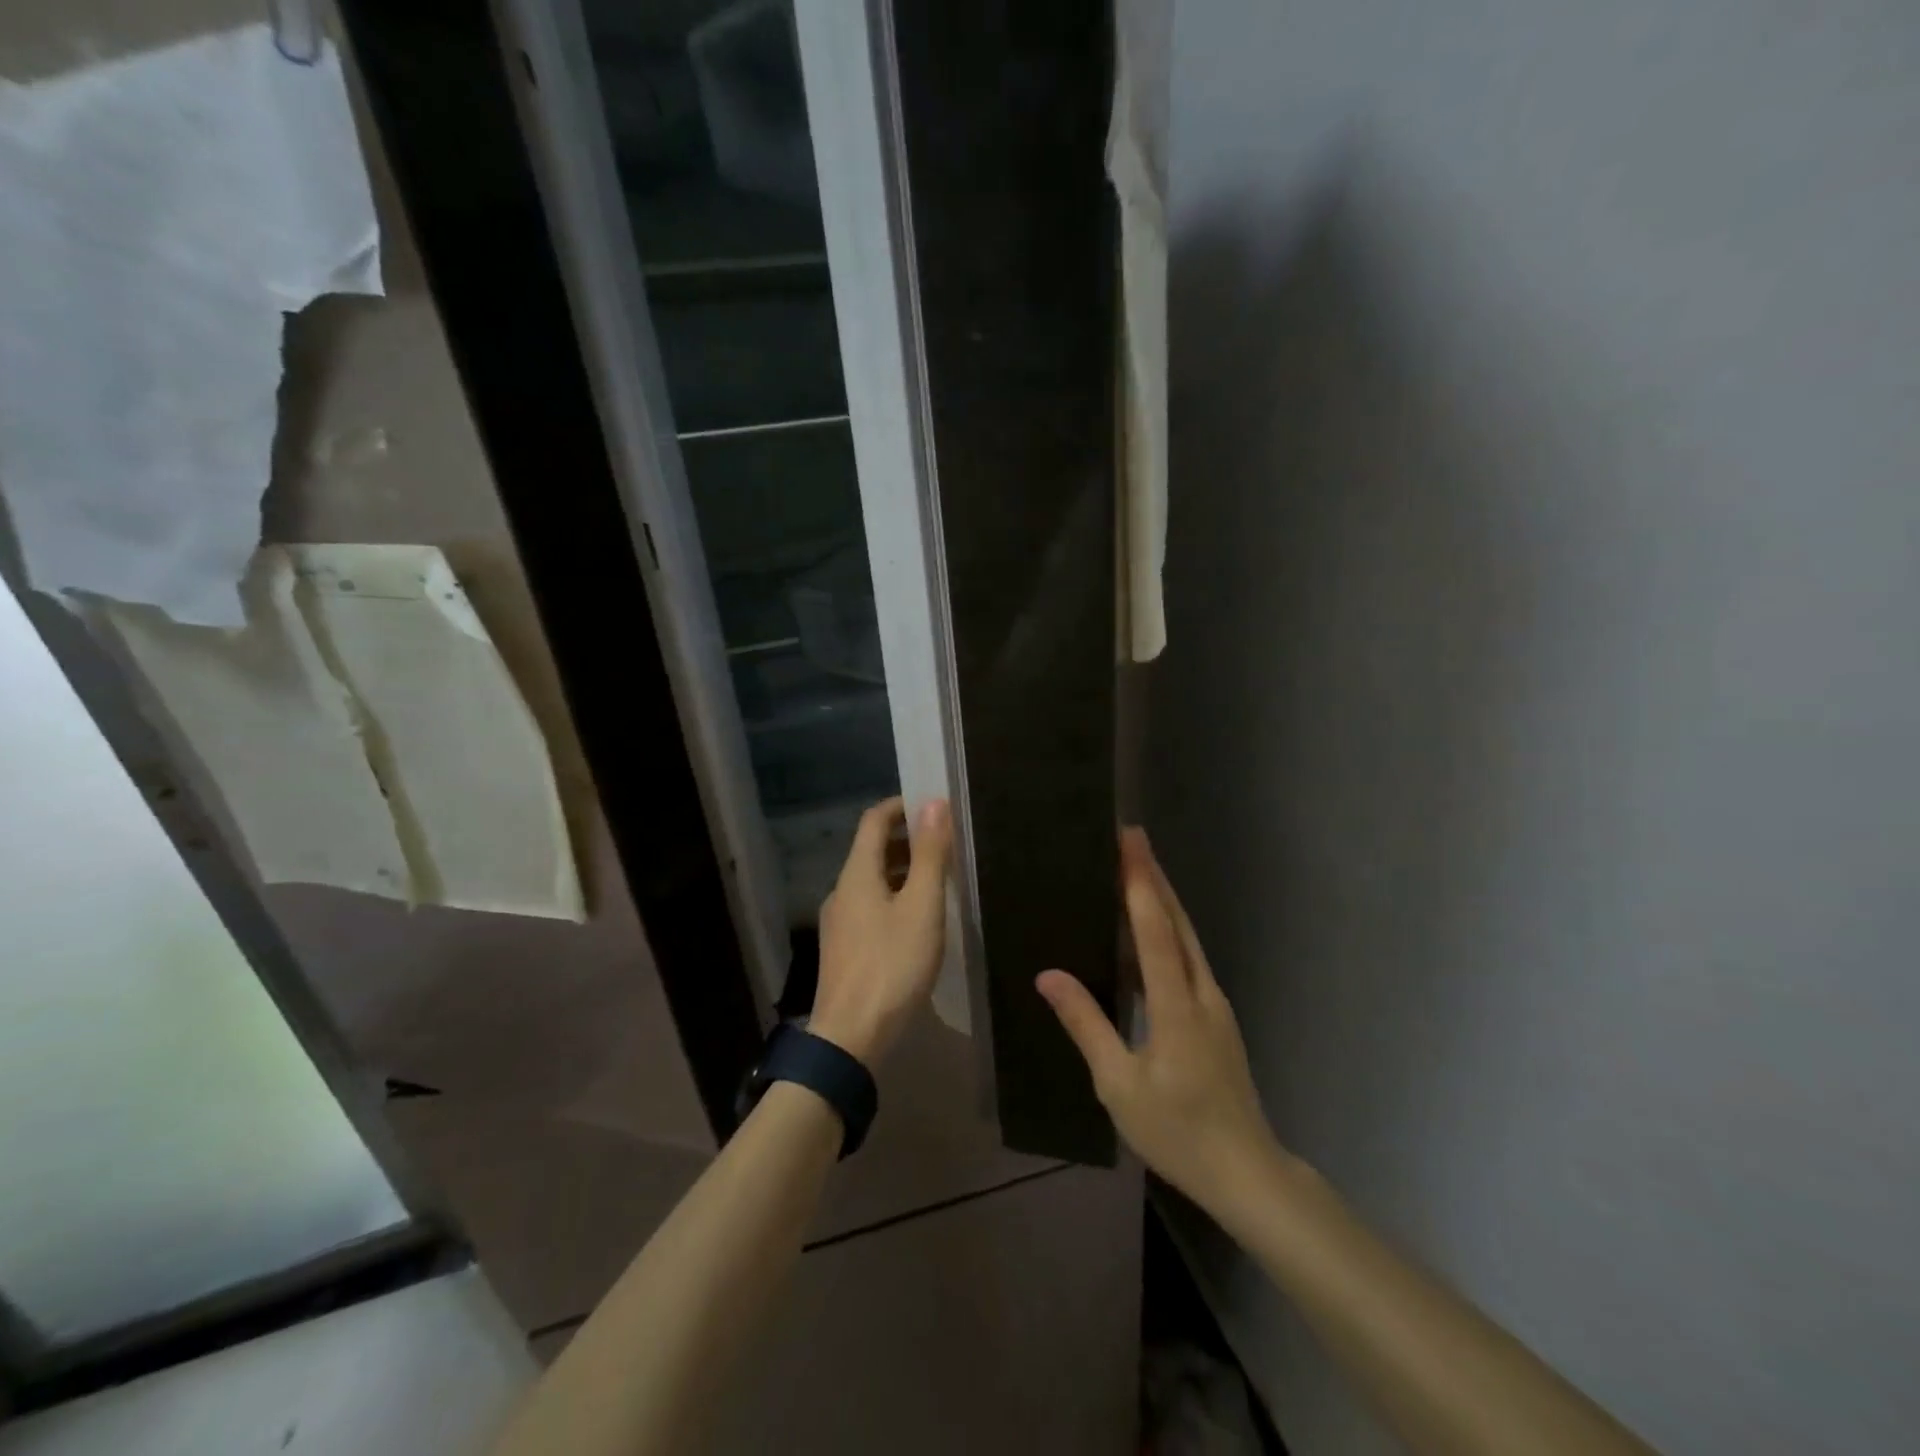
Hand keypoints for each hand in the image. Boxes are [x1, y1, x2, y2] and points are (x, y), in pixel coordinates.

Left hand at [810, 797, 952, 1066]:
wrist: (851, 1037)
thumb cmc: (892, 966)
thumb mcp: (921, 908)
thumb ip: (930, 856)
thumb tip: (935, 803)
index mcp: (857, 874)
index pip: (874, 820)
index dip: (901, 806)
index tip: (933, 806)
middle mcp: (841, 891)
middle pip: (871, 849)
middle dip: (906, 838)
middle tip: (945, 843)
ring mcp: (839, 922)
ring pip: (872, 880)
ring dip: (902, 869)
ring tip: (938, 879)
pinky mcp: (844, 948)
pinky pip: (870, 906)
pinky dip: (895, 896)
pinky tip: (918, 919)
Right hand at [1037, 828, 1281, 1215]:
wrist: (1246, 1172)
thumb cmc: (1177, 1131)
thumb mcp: (1119, 1085)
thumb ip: (1086, 1025)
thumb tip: (1049, 975)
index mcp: (1178, 1006)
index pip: (1157, 930)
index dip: (1141, 882)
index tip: (1129, 842)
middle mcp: (1202, 993)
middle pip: (1179, 922)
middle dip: (1155, 876)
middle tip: (1131, 838)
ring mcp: (1215, 1004)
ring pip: (1187, 938)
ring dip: (1163, 899)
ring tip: (1135, 871)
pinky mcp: (1216, 1016)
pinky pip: (1189, 959)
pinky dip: (1168, 931)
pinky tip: (1148, 933)